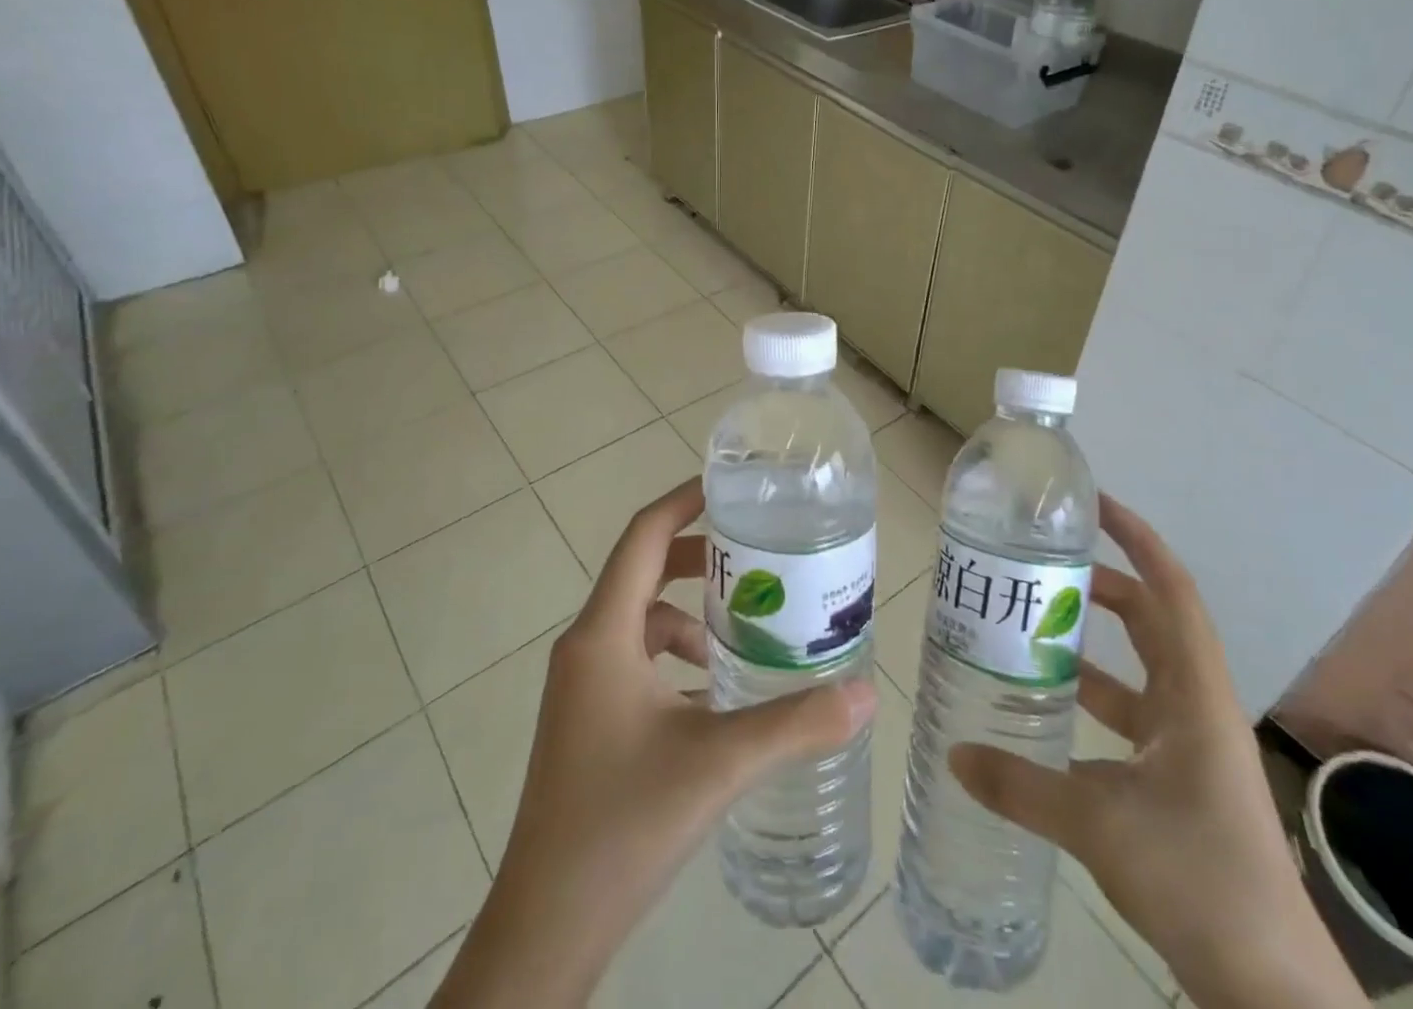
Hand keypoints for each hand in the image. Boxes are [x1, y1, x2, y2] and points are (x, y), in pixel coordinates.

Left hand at [431, 478, 876, 1008]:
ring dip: (690, 614)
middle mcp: (586, 647)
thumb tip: (866, 693)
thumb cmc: (623, 825)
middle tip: (755, 559)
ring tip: (746, 630)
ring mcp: (582, 686)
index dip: (683, 501)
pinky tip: (715, 693)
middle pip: (643, 571)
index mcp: (604, 635)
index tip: (731, 487)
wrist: (545, 927)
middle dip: (698, 558)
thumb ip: (795, 724)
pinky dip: (675, 657)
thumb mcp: (718, 764)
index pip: (643, 537)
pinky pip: (635, 661)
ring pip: (641, 620)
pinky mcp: (586, 719)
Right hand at [949, 497, 1366, 1008]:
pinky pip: (1131, 719)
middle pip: (1151, 622)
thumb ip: (1020, 785)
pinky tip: (1050, 714)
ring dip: (1093, 647)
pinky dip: (1094, 703)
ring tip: (1033, 629)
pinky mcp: (1180, 781)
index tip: (1096, 506)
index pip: (1171, 591)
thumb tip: (955, 756)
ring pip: (1138, 672)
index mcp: (1194, 694)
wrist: (1270, 988)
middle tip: (1044, 568)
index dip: (1139, 540)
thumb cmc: (1197, 878)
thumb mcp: (1096, 824)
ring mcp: (1191, 746)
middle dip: (1103, 586)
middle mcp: (1196, 707)